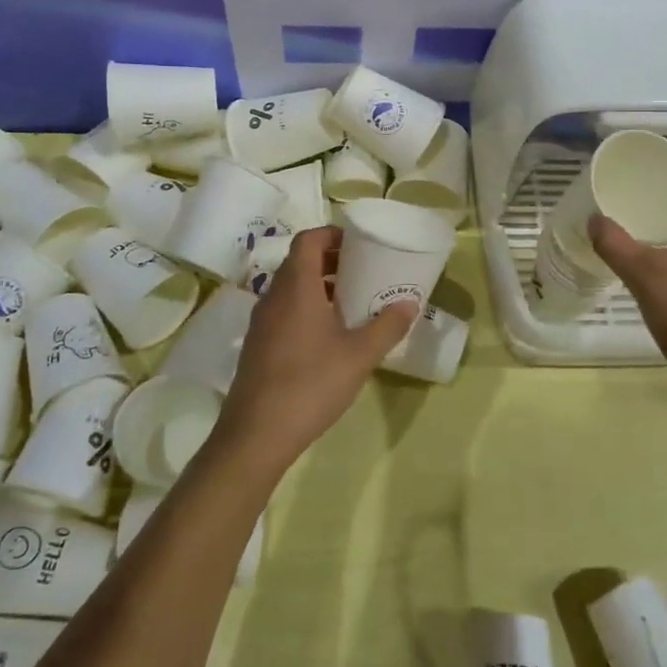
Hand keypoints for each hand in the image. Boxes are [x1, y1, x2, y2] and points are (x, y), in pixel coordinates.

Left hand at [214, 227, 417, 472]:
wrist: (256, 433)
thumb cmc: (311, 384)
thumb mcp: (359, 355)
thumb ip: (387, 326)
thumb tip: (410, 303)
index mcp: (296, 287)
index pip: (308, 240)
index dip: (331, 233)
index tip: (358, 243)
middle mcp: (273, 296)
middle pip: (299, 262)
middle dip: (330, 260)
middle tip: (363, 270)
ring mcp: (261, 322)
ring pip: (290, 289)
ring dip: (318, 286)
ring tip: (351, 302)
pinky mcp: (257, 345)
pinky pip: (283, 311)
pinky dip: (306, 308)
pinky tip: (328, 336)